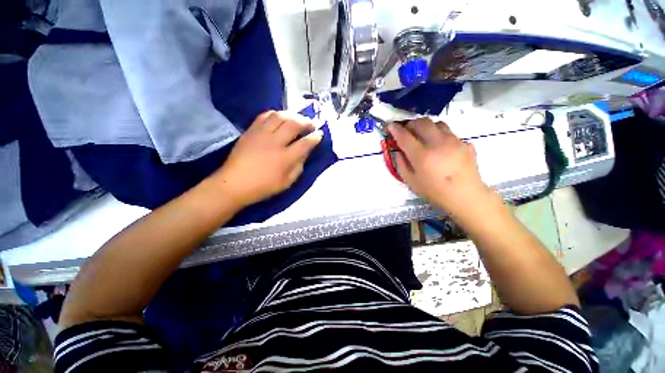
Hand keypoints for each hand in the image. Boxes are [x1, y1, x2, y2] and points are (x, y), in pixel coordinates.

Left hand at [211, 111, 322, 207]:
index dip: (315, 137)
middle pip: (294, 124)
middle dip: (306, 122)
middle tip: (311, 124)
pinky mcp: (251, 130)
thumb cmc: (263, 187)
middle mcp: (275, 142)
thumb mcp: (287, 182)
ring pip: (280, 116)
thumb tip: (305, 152)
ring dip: (292, 115)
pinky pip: (265, 115)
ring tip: (297, 119)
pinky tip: (280, 118)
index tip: (320, 134)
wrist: (234, 183)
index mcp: (285, 158)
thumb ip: (299, 166)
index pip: (305, 143)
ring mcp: (261, 134)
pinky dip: (275, 114)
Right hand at [388, 118, 493, 219]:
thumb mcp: (411, 182)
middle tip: (407, 131)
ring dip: (426, 127)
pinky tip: (441, 148)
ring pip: (437, 123)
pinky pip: (449, 133)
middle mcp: (438, 143)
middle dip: (411, 123)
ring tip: (424, 136)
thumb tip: (398, 151)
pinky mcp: (465, 143)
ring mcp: (454, 141)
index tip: (390, 125)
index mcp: (422, 156)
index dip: (395, 129)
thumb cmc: (434, 191)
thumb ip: (401, 164)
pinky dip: (440, 136)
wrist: (466, 196)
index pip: (404, 136)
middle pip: (422, 122)